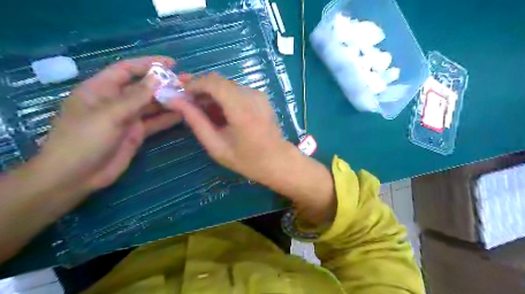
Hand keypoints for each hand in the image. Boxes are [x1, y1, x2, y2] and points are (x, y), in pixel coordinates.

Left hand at [34, 55, 182, 196]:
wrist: (76, 176)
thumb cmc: (84, 140)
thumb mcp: (109, 115)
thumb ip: (135, 97)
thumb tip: (158, 78)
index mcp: (101, 89)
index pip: (127, 70)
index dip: (148, 64)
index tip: (171, 63)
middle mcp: (116, 101)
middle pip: (144, 88)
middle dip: (165, 84)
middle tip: (188, 82)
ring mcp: (128, 119)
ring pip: (152, 105)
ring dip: (169, 100)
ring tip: (190, 96)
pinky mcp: (136, 134)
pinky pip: (155, 122)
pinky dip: (168, 118)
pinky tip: (183, 114)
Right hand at [169, 73, 291, 182]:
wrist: (277, 160)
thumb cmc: (247, 160)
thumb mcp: (217, 146)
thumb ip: (196, 121)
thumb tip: (176, 101)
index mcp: (241, 110)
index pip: (213, 83)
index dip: (194, 84)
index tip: (181, 94)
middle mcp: (252, 96)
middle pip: (219, 81)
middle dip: (200, 88)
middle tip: (186, 101)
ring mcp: (259, 95)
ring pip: (227, 85)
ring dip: (211, 93)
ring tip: (201, 109)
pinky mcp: (261, 97)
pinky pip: (237, 90)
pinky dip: (224, 97)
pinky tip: (218, 111)